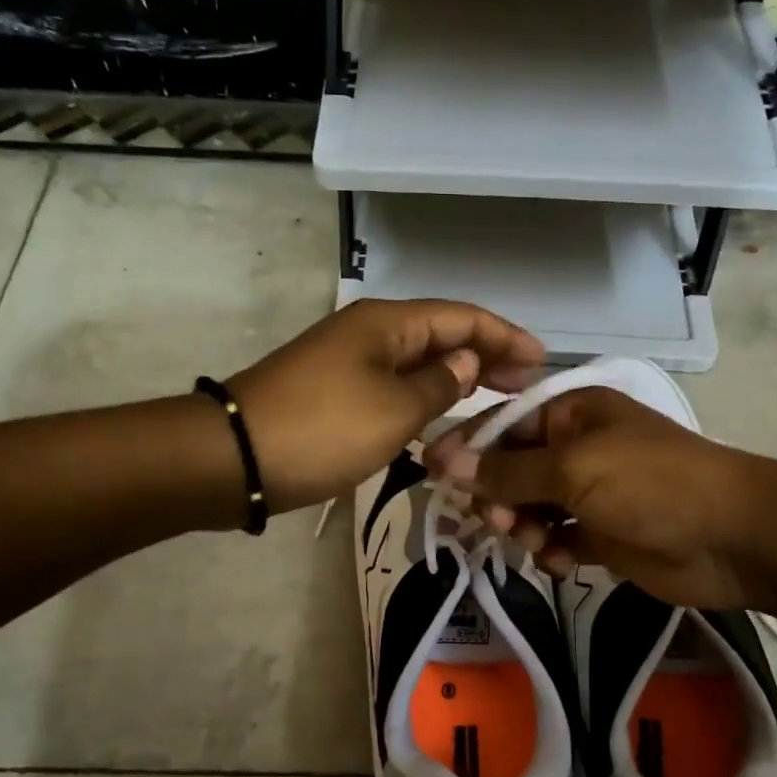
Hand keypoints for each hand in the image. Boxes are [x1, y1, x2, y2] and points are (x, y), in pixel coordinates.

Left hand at [229, 300, 543, 514]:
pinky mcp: (336, 393)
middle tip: (525, 387)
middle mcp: (371, 334)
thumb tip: (464, 365)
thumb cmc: (322, 429)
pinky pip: (395, 387)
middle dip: (486, 357)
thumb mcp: (394, 410)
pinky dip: (425, 400)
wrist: (235, 459)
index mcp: (388, 324)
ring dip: (456, 380)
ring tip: (495, 402)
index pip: (462, 318)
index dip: (505, 336)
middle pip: (441, 335)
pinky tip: (443, 420)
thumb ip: (439, 386)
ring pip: (418, 363)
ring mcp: (350, 363)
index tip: (541, 362)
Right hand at [425, 387, 764, 607]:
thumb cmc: (649, 484)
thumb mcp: (572, 469)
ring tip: (537, 541)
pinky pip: (558, 538)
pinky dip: (553, 550)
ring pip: (531, 508)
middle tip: (498, 520)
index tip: (431, 473)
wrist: (730, 537)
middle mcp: (577, 447)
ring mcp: (590, 492)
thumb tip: (444, 461)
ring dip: (525, 526)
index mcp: (571, 413)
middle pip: (513, 469)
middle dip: (499, 495)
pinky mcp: (602, 533)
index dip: (467, 448)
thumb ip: (507, 470)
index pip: (503, 424)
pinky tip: (564, 560)